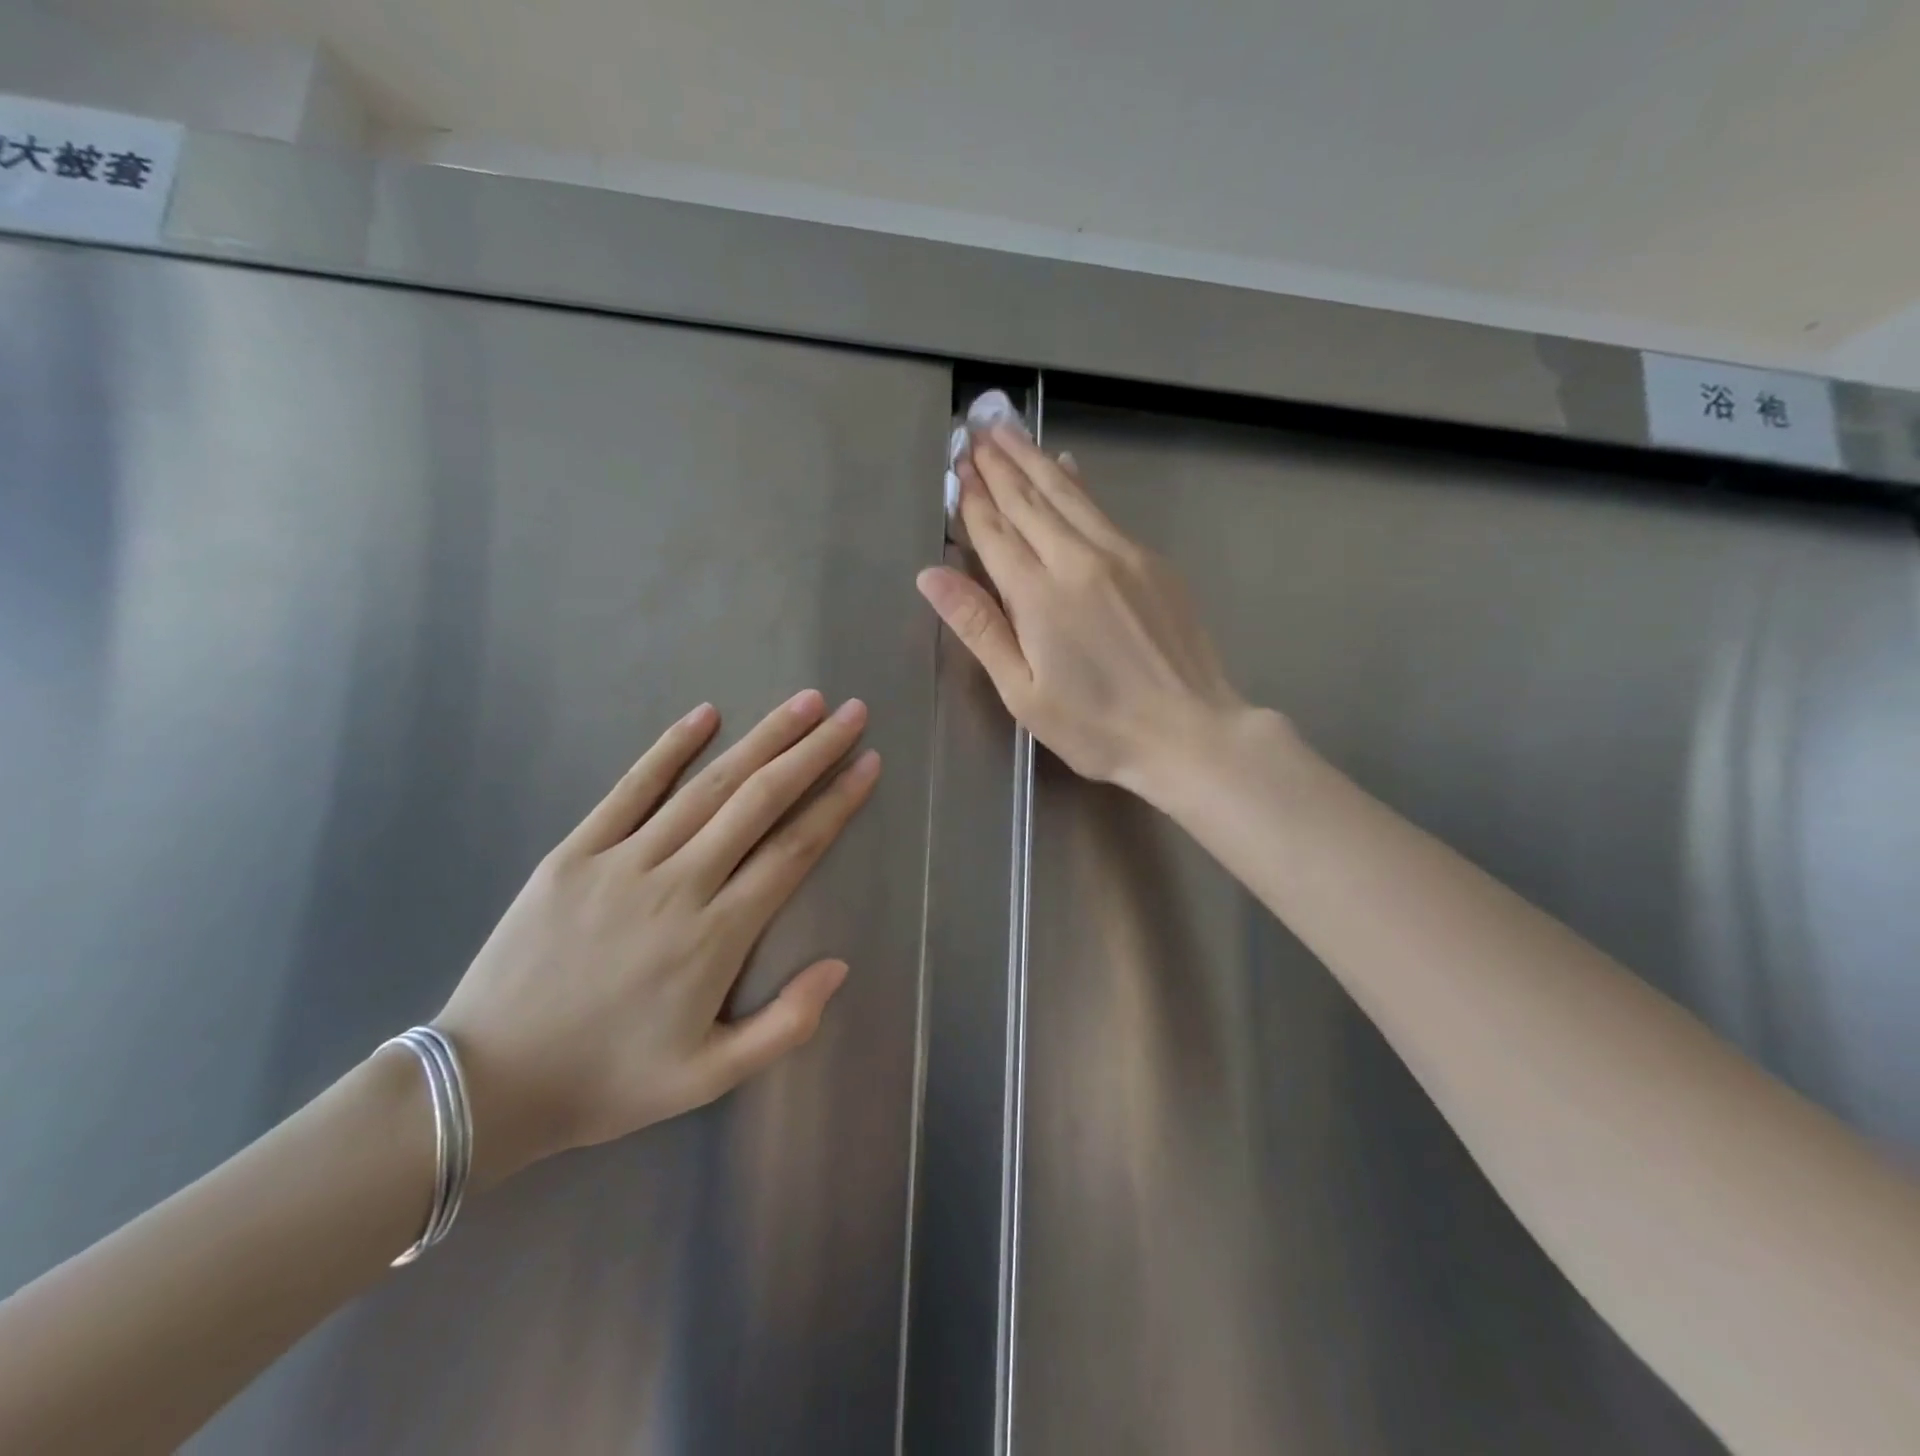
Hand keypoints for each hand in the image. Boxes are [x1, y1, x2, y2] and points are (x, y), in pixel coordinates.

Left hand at [435, 692, 879, 1185]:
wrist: (488, 1085)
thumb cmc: (609, 1080)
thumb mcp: (709, 1077)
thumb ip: (784, 1024)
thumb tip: (840, 965)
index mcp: (716, 936)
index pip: (793, 851)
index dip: (836, 803)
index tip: (869, 763)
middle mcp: (679, 884)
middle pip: (760, 802)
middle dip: (812, 752)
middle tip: (851, 713)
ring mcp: (623, 862)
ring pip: (708, 787)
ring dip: (761, 739)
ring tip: (804, 703)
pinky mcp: (575, 853)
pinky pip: (631, 789)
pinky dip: (670, 748)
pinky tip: (705, 714)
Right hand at [917, 422, 1247, 794]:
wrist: (1190, 733)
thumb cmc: (1096, 727)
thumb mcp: (1023, 691)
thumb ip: (979, 626)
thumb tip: (930, 575)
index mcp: (1039, 595)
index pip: (996, 532)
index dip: (972, 499)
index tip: (956, 466)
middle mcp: (1078, 559)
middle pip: (1030, 500)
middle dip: (999, 465)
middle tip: (977, 431)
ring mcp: (1122, 554)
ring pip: (1068, 494)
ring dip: (1035, 460)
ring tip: (1009, 431)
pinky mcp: (1152, 561)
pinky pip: (1103, 510)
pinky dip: (1078, 484)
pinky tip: (1068, 466)